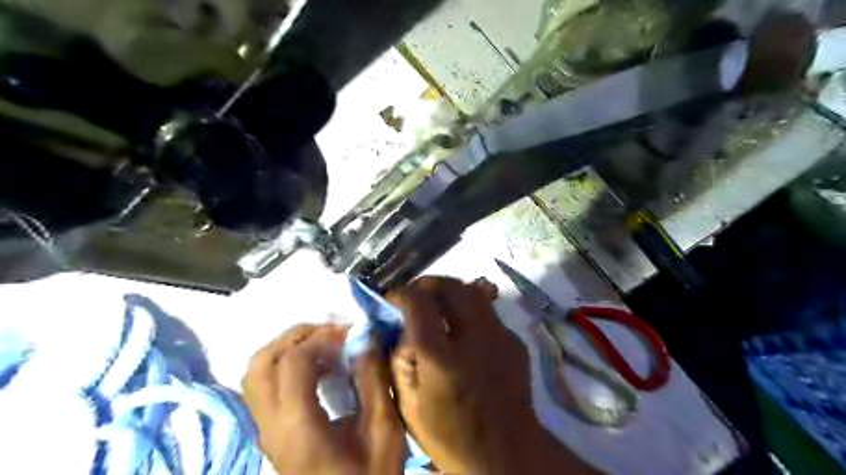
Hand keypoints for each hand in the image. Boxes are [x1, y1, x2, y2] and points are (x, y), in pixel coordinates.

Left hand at [243, 325, 403, 474]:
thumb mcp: (382, 430)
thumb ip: (372, 380)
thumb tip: (365, 339)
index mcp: (298, 427)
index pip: (293, 362)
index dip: (322, 338)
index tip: (351, 333)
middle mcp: (271, 426)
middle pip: (262, 363)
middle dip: (296, 337)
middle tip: (331, 332)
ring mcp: (266, 431)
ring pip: (256, 373)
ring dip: (287, 349)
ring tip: (323, 345)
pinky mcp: (271, 433)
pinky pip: (265, 386)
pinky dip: (285, 365)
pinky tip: (317, 369)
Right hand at [385, 277, 604, 473]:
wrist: (505, 454)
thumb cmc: (449, 435)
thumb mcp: (407, 405)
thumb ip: (398, 359)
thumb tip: (398, 325)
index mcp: (442, 361)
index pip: (419, 305)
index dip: (401, 293)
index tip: (392, 299)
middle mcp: (475, 340)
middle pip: (451, 288)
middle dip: (427, 284)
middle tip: (415, 294)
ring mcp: (500, 338)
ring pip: (473, 292)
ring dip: (450, 292)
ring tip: (438, 303)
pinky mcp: (514, 341)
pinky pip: (488, 312)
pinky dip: (469, 310)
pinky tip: (463, 328)